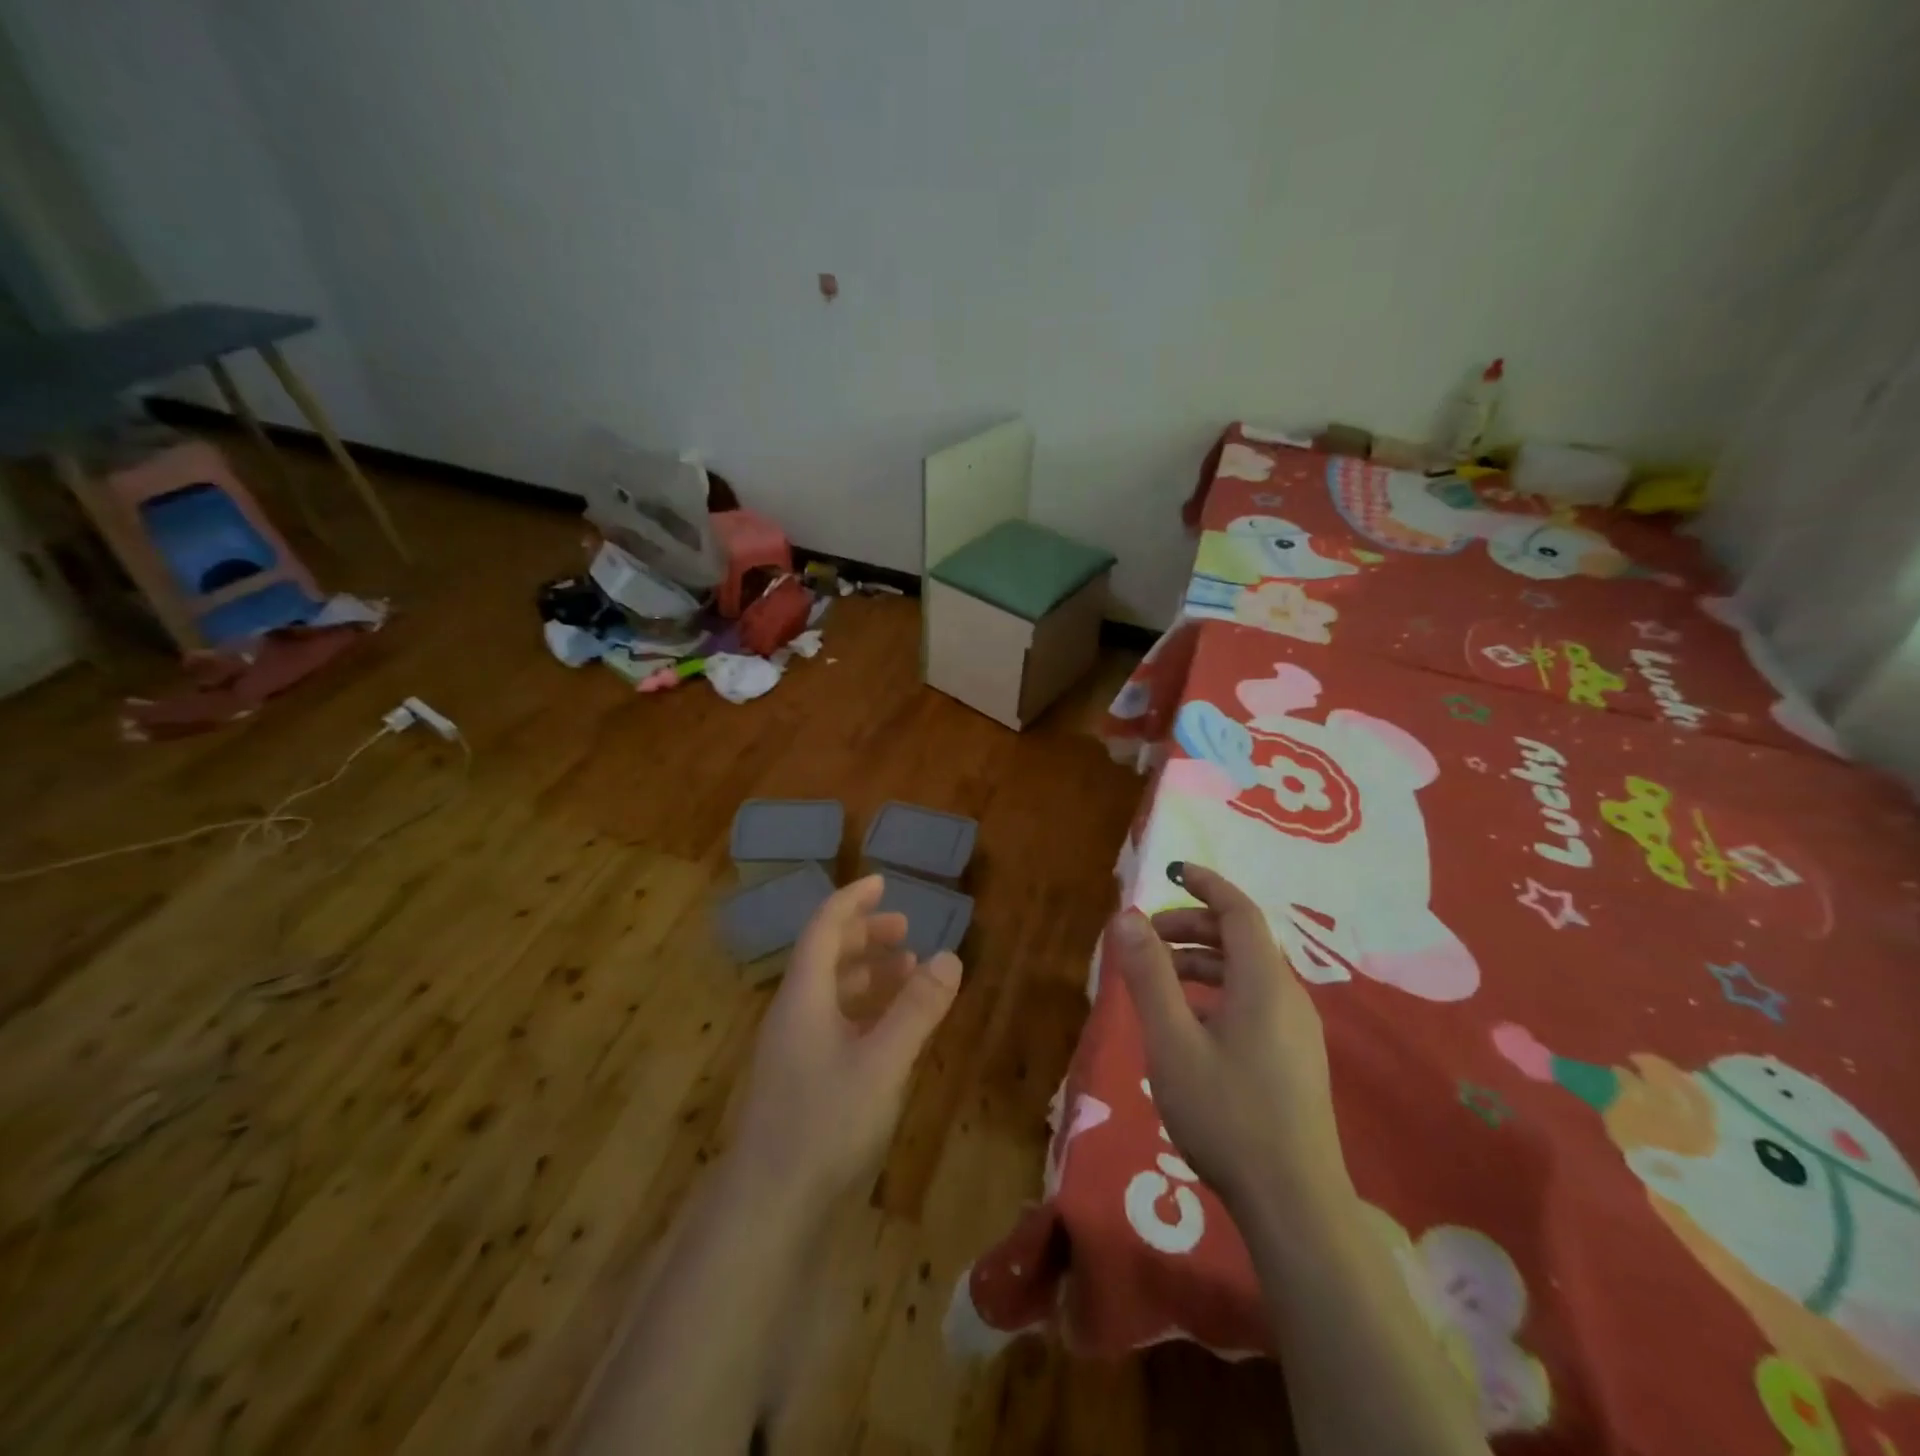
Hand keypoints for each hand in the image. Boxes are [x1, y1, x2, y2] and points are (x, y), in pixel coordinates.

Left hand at [733, 874, 962, 1209]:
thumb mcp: (883, 1062)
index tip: (883, 882)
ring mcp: (793, 1049)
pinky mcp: (800, 1081)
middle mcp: (793, 1013)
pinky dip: (863, 1010)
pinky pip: (833, 1023)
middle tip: (904, 930)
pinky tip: (890, 1029)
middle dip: (864, 936)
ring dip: (866, 974)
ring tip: (906, 972)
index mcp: (803, 996)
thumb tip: (951, 954)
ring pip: (830, 992)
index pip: (824, 927)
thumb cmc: (824, 1124)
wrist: (767, 1211)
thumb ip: (917, 1008)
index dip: (852, 900)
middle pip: (825, 956)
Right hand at [1111, 861, 1348, 1216]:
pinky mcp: (1295, 1059)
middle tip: (1147, 940)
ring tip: (1158, 981)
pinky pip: (1253, 1001)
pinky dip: (1217, 992)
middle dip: (1193, 927)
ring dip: (1202, 962)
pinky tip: (1189, 1025)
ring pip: (1246, 973)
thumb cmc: (1227, 1115)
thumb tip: (1128, 917)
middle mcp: (1287, 996)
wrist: (1294, 1205)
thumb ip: (1149, 976)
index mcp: (1263, 983)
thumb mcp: (1172, 1042)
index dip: (1207, 885)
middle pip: (1241, 940)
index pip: (1238, 911)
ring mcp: (1297, 1031)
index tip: (1173, 872)